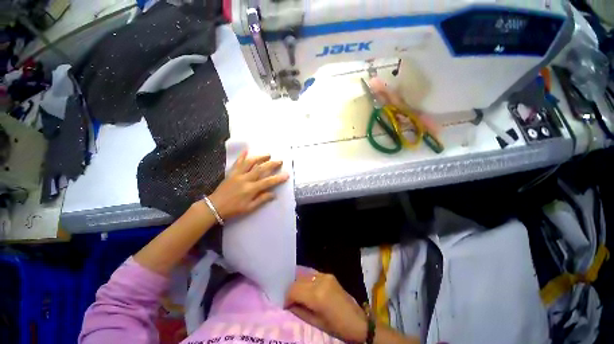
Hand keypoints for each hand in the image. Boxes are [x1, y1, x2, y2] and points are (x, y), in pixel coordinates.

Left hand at [208, 151, 288, 219]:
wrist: (214, 207)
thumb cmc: (233, 209)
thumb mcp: (249, 208)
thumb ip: (262, 199)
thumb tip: (274, 194)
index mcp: (251, 189)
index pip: (268, 182)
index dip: (278, 178)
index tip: (286, 174)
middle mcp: (245, 179)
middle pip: (260, 169)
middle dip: (271, 164)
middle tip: (279, 160)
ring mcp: (237, 174)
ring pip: (250, 162)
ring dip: (259, 157)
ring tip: (267, 154)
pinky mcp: (231, 173)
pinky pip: (237, 162)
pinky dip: (242, 156)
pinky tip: (246, 150)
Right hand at [285, 271, 367, 342]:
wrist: (357, 321)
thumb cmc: (336, 327)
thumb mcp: (316, 323)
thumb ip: (299, 311)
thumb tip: (288, 304)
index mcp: (317, 295)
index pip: (293, 289)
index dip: (287, 297)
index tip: (286, 306)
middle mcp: (320, 280)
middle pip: (298, 280)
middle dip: (292, 290)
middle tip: (291, 301)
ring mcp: (325, 275)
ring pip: (304, 275)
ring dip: (299, 284)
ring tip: (299, 295)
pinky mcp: (329, 275)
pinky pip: (313, 274)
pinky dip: (307, 280)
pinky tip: (307, 288)